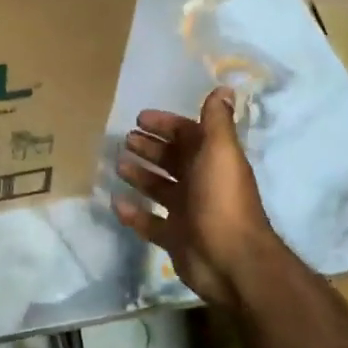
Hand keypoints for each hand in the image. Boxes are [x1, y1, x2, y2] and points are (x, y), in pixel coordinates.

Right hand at [114, 89, 275, 309]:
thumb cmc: (222, 199)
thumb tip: (224, 87)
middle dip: (150, 148)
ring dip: (140, 175)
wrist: (231, 260)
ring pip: (159, 188)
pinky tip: (116, 202)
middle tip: (125, 140)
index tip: (140, 119)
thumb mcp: (220, 152)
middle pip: (172, 159)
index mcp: (212, 161)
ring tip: (117, 165)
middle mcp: (200, 183)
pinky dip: (133, 213)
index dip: (166, 125)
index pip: (187, 135)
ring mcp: (186, 212)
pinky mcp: (174, 237)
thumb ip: (217, 121)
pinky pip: (148, 222)